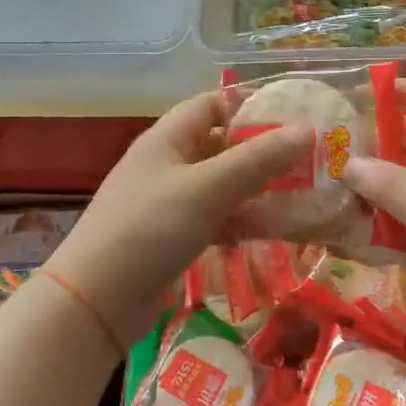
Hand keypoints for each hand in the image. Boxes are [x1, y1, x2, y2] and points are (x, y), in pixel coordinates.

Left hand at [46, 91, 311, 354]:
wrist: (97, 301)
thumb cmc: (149, 229)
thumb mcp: (208, 188)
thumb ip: (258, 160)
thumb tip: (308, 131)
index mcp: (168, 139)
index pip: (213, 104)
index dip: (252, 106)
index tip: (294, 119)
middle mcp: (168, 164)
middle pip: (222, 146)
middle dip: (263, 153)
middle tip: (309, 163)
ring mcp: (169, 203)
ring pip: (222, 186)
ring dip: (257, 191)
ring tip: (300, 200)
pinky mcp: (172, 238)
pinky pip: (215, 219)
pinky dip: (240, 223)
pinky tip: (268, 235)